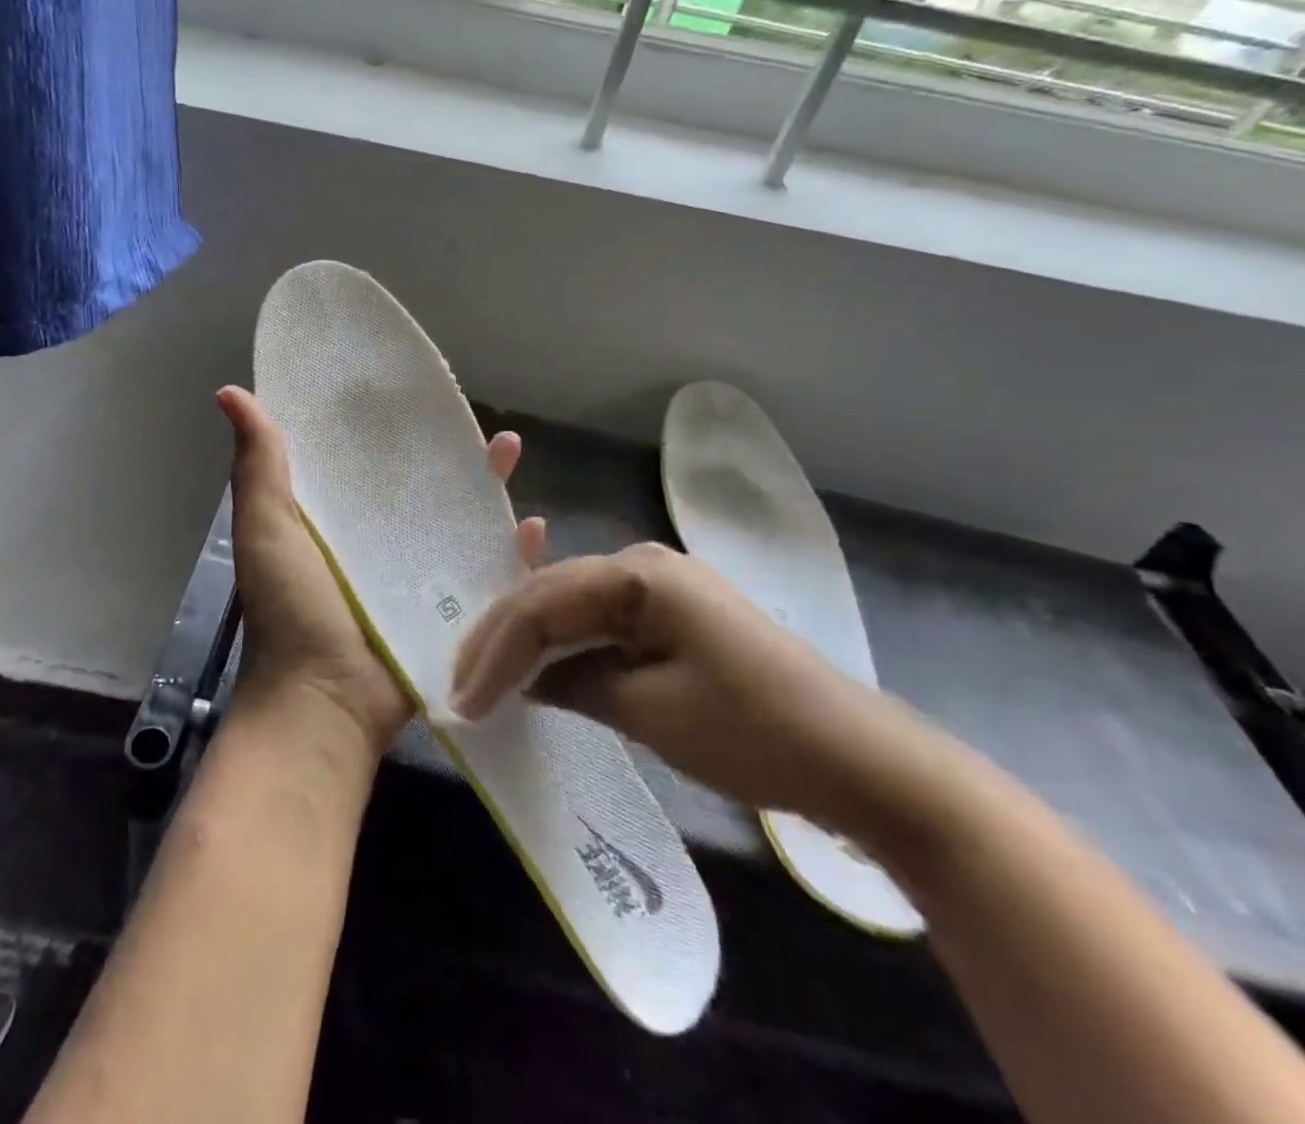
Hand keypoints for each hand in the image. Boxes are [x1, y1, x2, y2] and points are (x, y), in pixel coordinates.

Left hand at [218, 386, 546, 753]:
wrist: (324, 706)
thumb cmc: (291, 611)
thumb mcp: (266, 529)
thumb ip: (258, 465)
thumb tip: (230, 393)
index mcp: (334, 521)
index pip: (364, 463)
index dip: (385, 428)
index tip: (410, 389)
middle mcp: (377, 543)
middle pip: (421, 488)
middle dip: (449, 454)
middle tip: (473, 420)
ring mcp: (416, 578)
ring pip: (459, 523)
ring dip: (487, 491)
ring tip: (510, 452)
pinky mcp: (448, 613)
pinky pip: (486, 575)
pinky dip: (510, 553)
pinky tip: (533, 527)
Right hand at [447, 541, 944, 840]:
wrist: (861, 759)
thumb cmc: (755, 733)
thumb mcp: (652, 713)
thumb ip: (577, 684)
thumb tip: (528, 681)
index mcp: (640, 575)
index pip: (542, 603)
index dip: (496, 651)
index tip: (464, 701)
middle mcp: (643, 563)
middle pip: (549, 592)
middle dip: (501, 639)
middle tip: (461, 685)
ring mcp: (660, 584)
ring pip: (569, 602)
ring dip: (528, 639)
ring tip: (485, 675)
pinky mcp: (672, 612)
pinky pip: (598, 618)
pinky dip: (564, 643)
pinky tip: (536, 662)